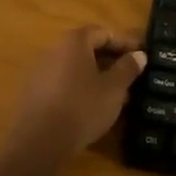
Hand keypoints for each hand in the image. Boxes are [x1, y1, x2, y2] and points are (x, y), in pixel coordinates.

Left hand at [10, 26, 145, 156]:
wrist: (39, 143)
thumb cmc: (82, 107)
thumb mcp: (114, 88)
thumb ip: (127, 68)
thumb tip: (139, 55)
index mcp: (74, 41)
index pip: (104, 33)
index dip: (125, 43)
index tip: (141, 56)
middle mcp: (54, 50)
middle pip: (87, 49)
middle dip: (111, 61)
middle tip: (130, 76)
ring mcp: (41, 71)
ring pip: (76, 68)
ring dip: (96, 77)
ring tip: (115, 96)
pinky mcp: (34, 93)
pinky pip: (63, 83)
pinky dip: (80, 89)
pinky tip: (92, 108)